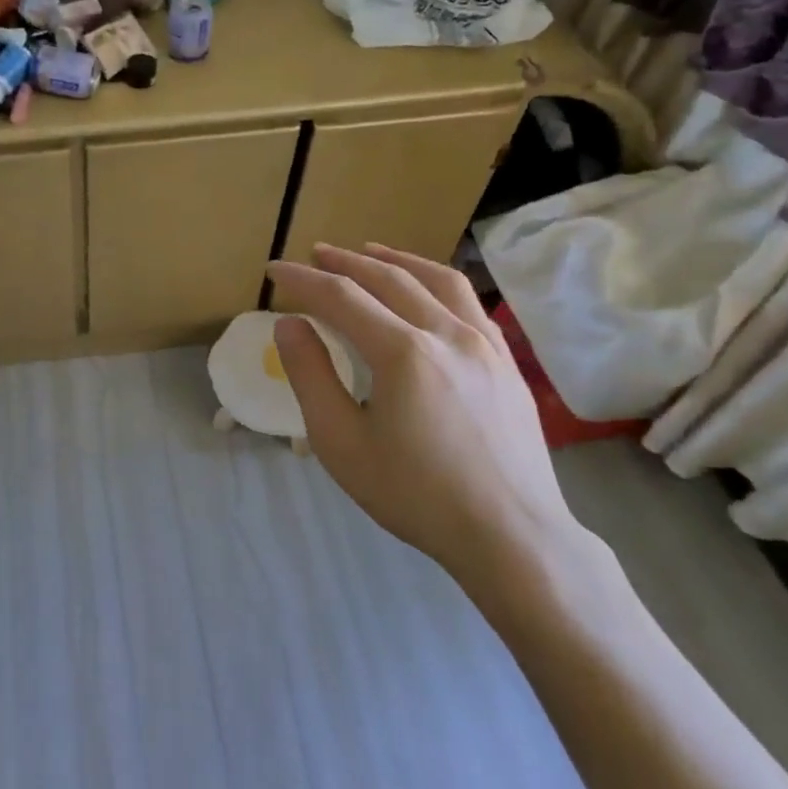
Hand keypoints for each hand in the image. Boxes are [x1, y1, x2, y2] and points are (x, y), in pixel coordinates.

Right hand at [267, 242, 584, 585]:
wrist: (513, 538)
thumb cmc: (416, 495)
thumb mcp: (341, 442)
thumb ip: (311, 375)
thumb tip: (289, 324)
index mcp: (403, 352)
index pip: (341, 297)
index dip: (303, 279)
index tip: (274, 270)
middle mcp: (447, 333)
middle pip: (388, 278)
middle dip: (345, 262)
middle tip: (314, 254)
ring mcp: (485, 344)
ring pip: (436, 280)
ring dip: (395, 259)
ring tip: (369, 250)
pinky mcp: (507, 362)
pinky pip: (469, 302)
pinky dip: (436, 281)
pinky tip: (426, 289)